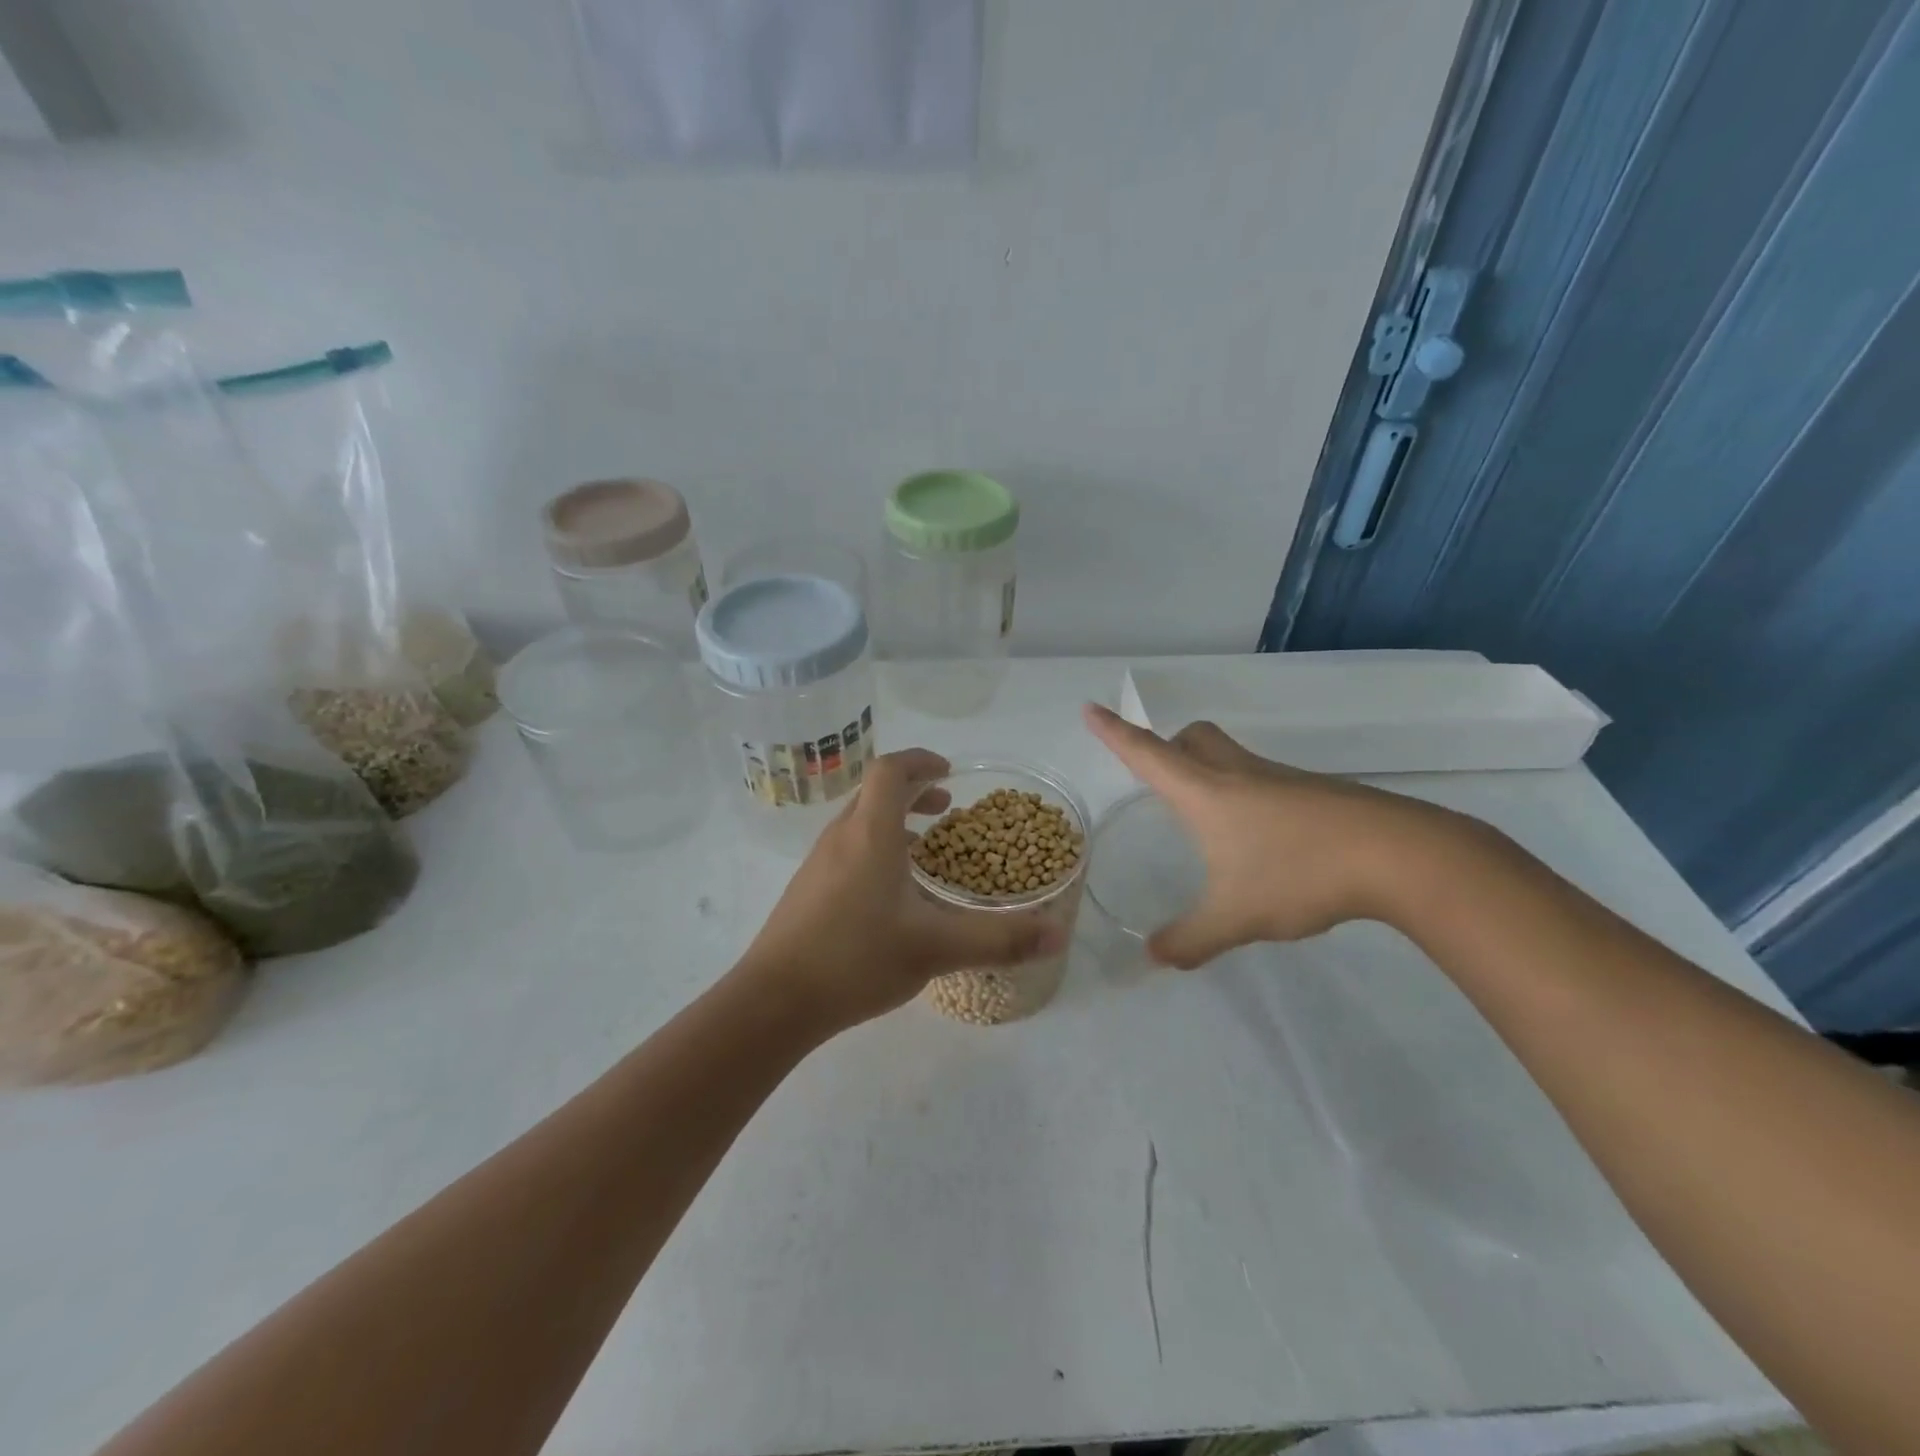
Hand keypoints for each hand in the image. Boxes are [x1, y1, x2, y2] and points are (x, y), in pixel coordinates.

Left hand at [739, 749, 1066, 1032]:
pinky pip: (847, 848)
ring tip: (924, 848)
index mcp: (871, 833)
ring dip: (892, 820)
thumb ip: (999, 940)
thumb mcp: (936, 948)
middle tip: (945, 807)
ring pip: (859, 821)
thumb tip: (1058, 934)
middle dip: (912, 791)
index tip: (949, 773)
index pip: (890, 771)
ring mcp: (818, 862)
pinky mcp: (807, 889)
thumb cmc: (857, 959)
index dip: (920, 761)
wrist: (775, 1000)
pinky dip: (875, 847)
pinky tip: (890, 892)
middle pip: (874, 792)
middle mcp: (841, 836)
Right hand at [1084, 703, 1455, 966]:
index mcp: (1206, 793)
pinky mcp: (1316, 793)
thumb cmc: (1299, 874)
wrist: (1398, 855)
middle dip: (1168, 746)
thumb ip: (1190, 939)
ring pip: (1231, 756)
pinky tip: (1262, 840)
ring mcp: (1281, 779)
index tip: (1090, 708)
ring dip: (1208, 769)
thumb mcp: (1235, 917)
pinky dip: (1247, 795)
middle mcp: (1238, 774)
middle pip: (1194, 738)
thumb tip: (1154, 957)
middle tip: (1160, 775)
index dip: (1114, 732)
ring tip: (1207, 817)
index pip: (1147, 754)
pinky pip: (1264, 780)